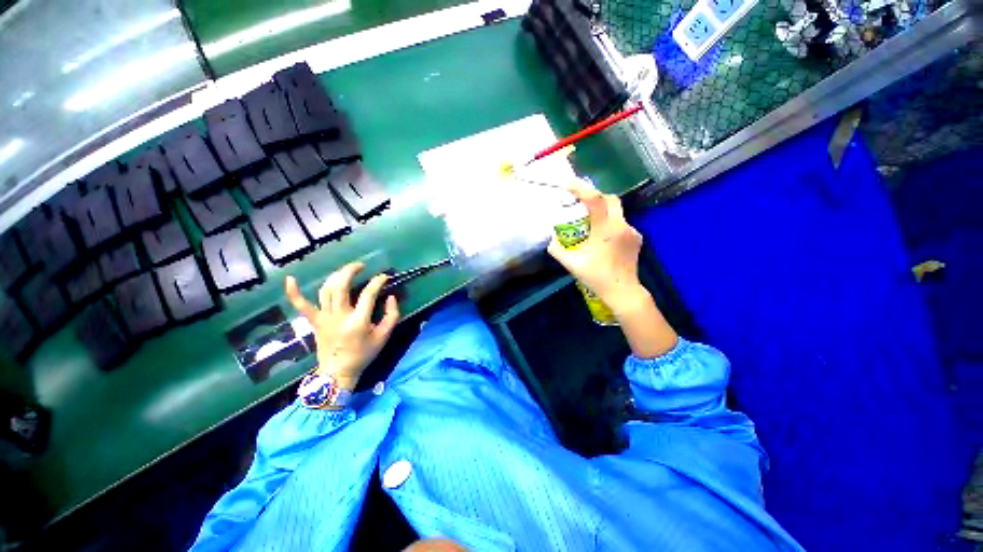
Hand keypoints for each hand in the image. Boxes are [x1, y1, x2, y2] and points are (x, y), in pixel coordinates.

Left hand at [285, 263, 399, 388]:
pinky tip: (290, 279)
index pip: (368, 294)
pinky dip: (294, 293)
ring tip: (346, 270)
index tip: (384, 277)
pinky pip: (302, 306)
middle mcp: (339, 317)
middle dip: (350, 271)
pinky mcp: (314, 322)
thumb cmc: (363, 354)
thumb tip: (391, 297)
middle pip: (341, 287)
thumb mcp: (384, 336)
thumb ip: (392, 315)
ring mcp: (323, 319)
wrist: (338, 372)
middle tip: (361, 266)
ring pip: (325, 290)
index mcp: (358, 322)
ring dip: (335, 276)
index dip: (377, 282)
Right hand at [547, 184, 677, 357]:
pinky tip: (602, 237)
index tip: (568, 184)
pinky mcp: (636, 237)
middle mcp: (621, 225)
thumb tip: (550, 238)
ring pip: (617, 210)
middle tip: (580, 204)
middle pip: (610, 199)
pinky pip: (621, 222)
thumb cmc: (596, 277)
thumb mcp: (571, 264)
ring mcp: (632, 231)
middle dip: (595, 197)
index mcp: (605, 230)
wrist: (623, 291)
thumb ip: (557, 249)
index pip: (595, 200)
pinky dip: (610, 223)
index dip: (581, 188)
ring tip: (590, 223)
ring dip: (602, 211)